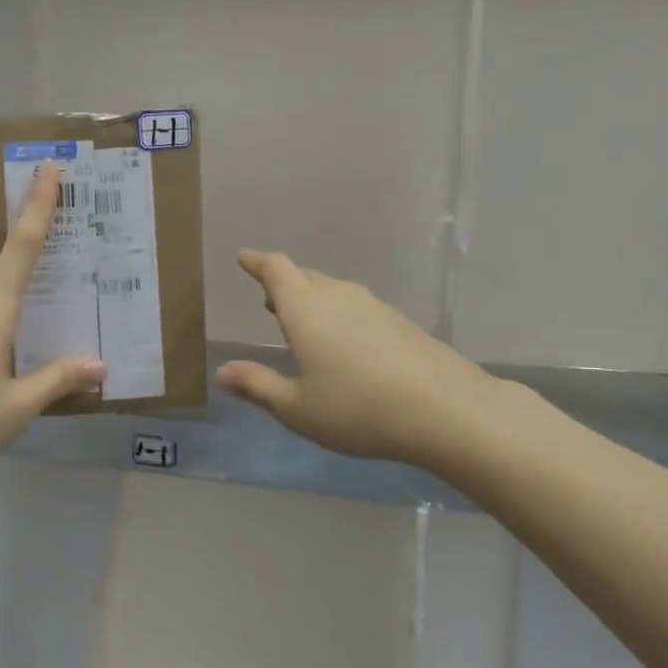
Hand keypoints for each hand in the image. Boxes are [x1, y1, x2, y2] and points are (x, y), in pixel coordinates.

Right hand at [217, 250, 499, 468]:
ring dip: (312, 298)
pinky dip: (339, 313)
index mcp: (305, 311)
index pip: (276, 270)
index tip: (245, 258)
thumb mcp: (296, 407)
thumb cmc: (357, 409)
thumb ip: (257, 386)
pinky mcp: (400, 322)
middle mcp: (338, 298)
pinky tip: (344, 341)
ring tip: (301, 317)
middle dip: (283, 282)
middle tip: (269, 296)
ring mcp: (373, 307)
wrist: (444, 409)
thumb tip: (222, 372)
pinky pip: (357, 306)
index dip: (258, 262)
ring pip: (333, 290)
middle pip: (305, 276)